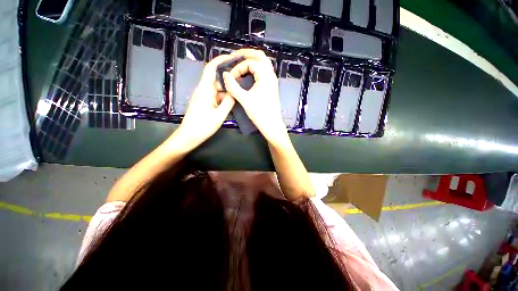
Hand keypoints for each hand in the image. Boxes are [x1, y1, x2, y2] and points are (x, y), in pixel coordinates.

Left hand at [175, 54, 236, 148]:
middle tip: (242, 81)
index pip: (211, 68)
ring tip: (239, 93)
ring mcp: (203, 97)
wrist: (189, 136)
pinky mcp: (204, 103)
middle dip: (228, 79)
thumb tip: (234, 93)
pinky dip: (223, 98)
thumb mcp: (219, 115)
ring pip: (217, 89)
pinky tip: (231, 103)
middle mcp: (203, 90)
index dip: (221, 60)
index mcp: (205, 89)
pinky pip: (216, 96)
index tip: (233, 57)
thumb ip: (228, 102)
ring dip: (227, 91)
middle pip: (216, 79)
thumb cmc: (203, 126)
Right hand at [222, 49, 288, 145]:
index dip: (238, 68)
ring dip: (251, 60)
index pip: (250, 63)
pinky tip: (247, 74)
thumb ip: (233, 86)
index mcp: (265, 76)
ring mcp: (272, 80)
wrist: (272, 125)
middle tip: (234, 57)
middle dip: (246, 54)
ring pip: (263, 63)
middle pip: (260, 56)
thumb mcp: (245, 100)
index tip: (230, 78)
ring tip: (240, 63)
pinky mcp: (271, 86)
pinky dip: (255, 68)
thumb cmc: (260, 114)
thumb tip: (224, 75)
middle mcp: (271, 75)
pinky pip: (264, 71)